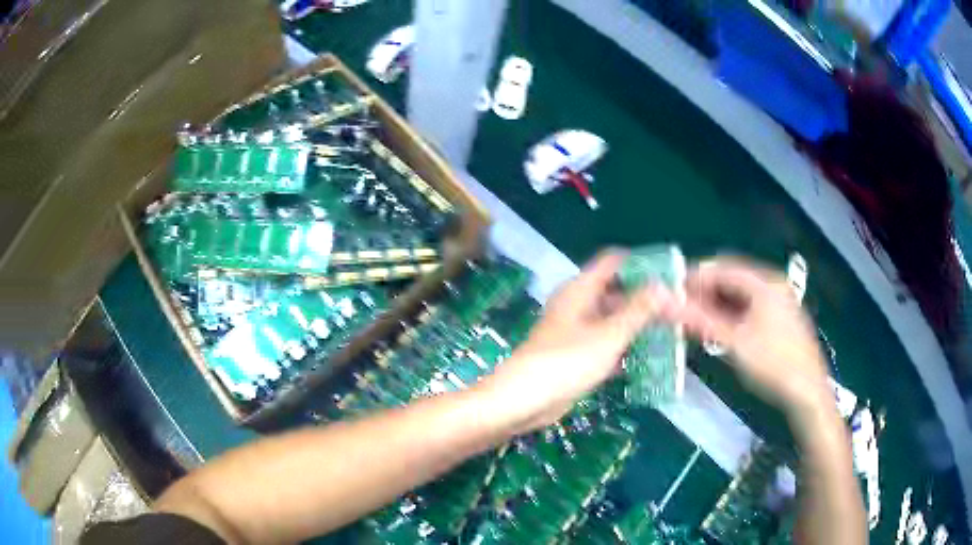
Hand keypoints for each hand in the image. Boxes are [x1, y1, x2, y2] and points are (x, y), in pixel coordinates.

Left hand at [477, 251, 679, 432]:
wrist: (523, 402)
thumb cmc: (566, 362)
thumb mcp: (609, 335)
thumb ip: (639, 310)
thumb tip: (664, 285)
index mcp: (580, 290)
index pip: (613, 262)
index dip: (641, 263)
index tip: (670, 273)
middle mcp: (578, 305)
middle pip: (616, 292)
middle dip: (645, 299)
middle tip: (678, 308)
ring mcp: (576, 332)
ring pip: (613, 320)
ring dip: (637, 325)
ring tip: (671, 330)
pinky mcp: (576, 356)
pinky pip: (606, 344)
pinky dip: (624, 347)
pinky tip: (648, 356)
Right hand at [674, 257, 832, 418]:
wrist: (807, 392)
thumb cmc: (773, 364)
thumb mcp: (734, 342)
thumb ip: (699, 320)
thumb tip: (664, 304)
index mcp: (765, 282)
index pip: (723, 268)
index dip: (694, 276)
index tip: (670, 291)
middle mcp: (773, 284)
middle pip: (732, 279)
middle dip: (705, 292)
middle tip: (681, 309)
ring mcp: (779, 301)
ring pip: (741, 295)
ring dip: (717, 305)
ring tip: (695, 321)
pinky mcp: (781, 318)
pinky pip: (750, 307)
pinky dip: (732, 314)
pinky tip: (720, 330)